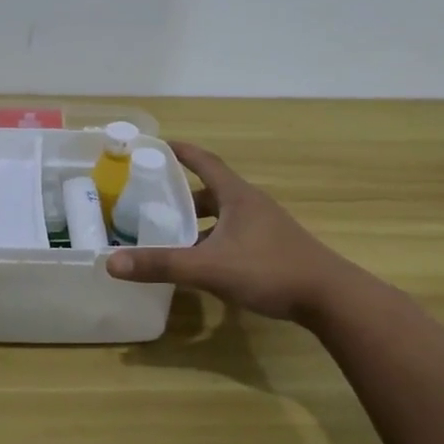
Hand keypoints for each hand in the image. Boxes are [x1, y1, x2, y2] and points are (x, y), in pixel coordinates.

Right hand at [105, 142, 350, 322]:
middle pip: (212, 190)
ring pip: (224, 216)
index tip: (158, 144)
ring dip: (199, 221)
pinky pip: (235, 235)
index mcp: (237, 196)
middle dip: (183, 194)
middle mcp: (252, 205)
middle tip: (153, 201)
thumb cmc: (269, 271)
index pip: (205, 162)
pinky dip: (214, 240)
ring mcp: (267, 227)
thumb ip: (162, 265)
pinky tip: (204, 263)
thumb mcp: (209, 267)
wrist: (331, 298)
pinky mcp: (274, 248)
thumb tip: (112, 263)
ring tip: (172, 235)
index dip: (182, 152)